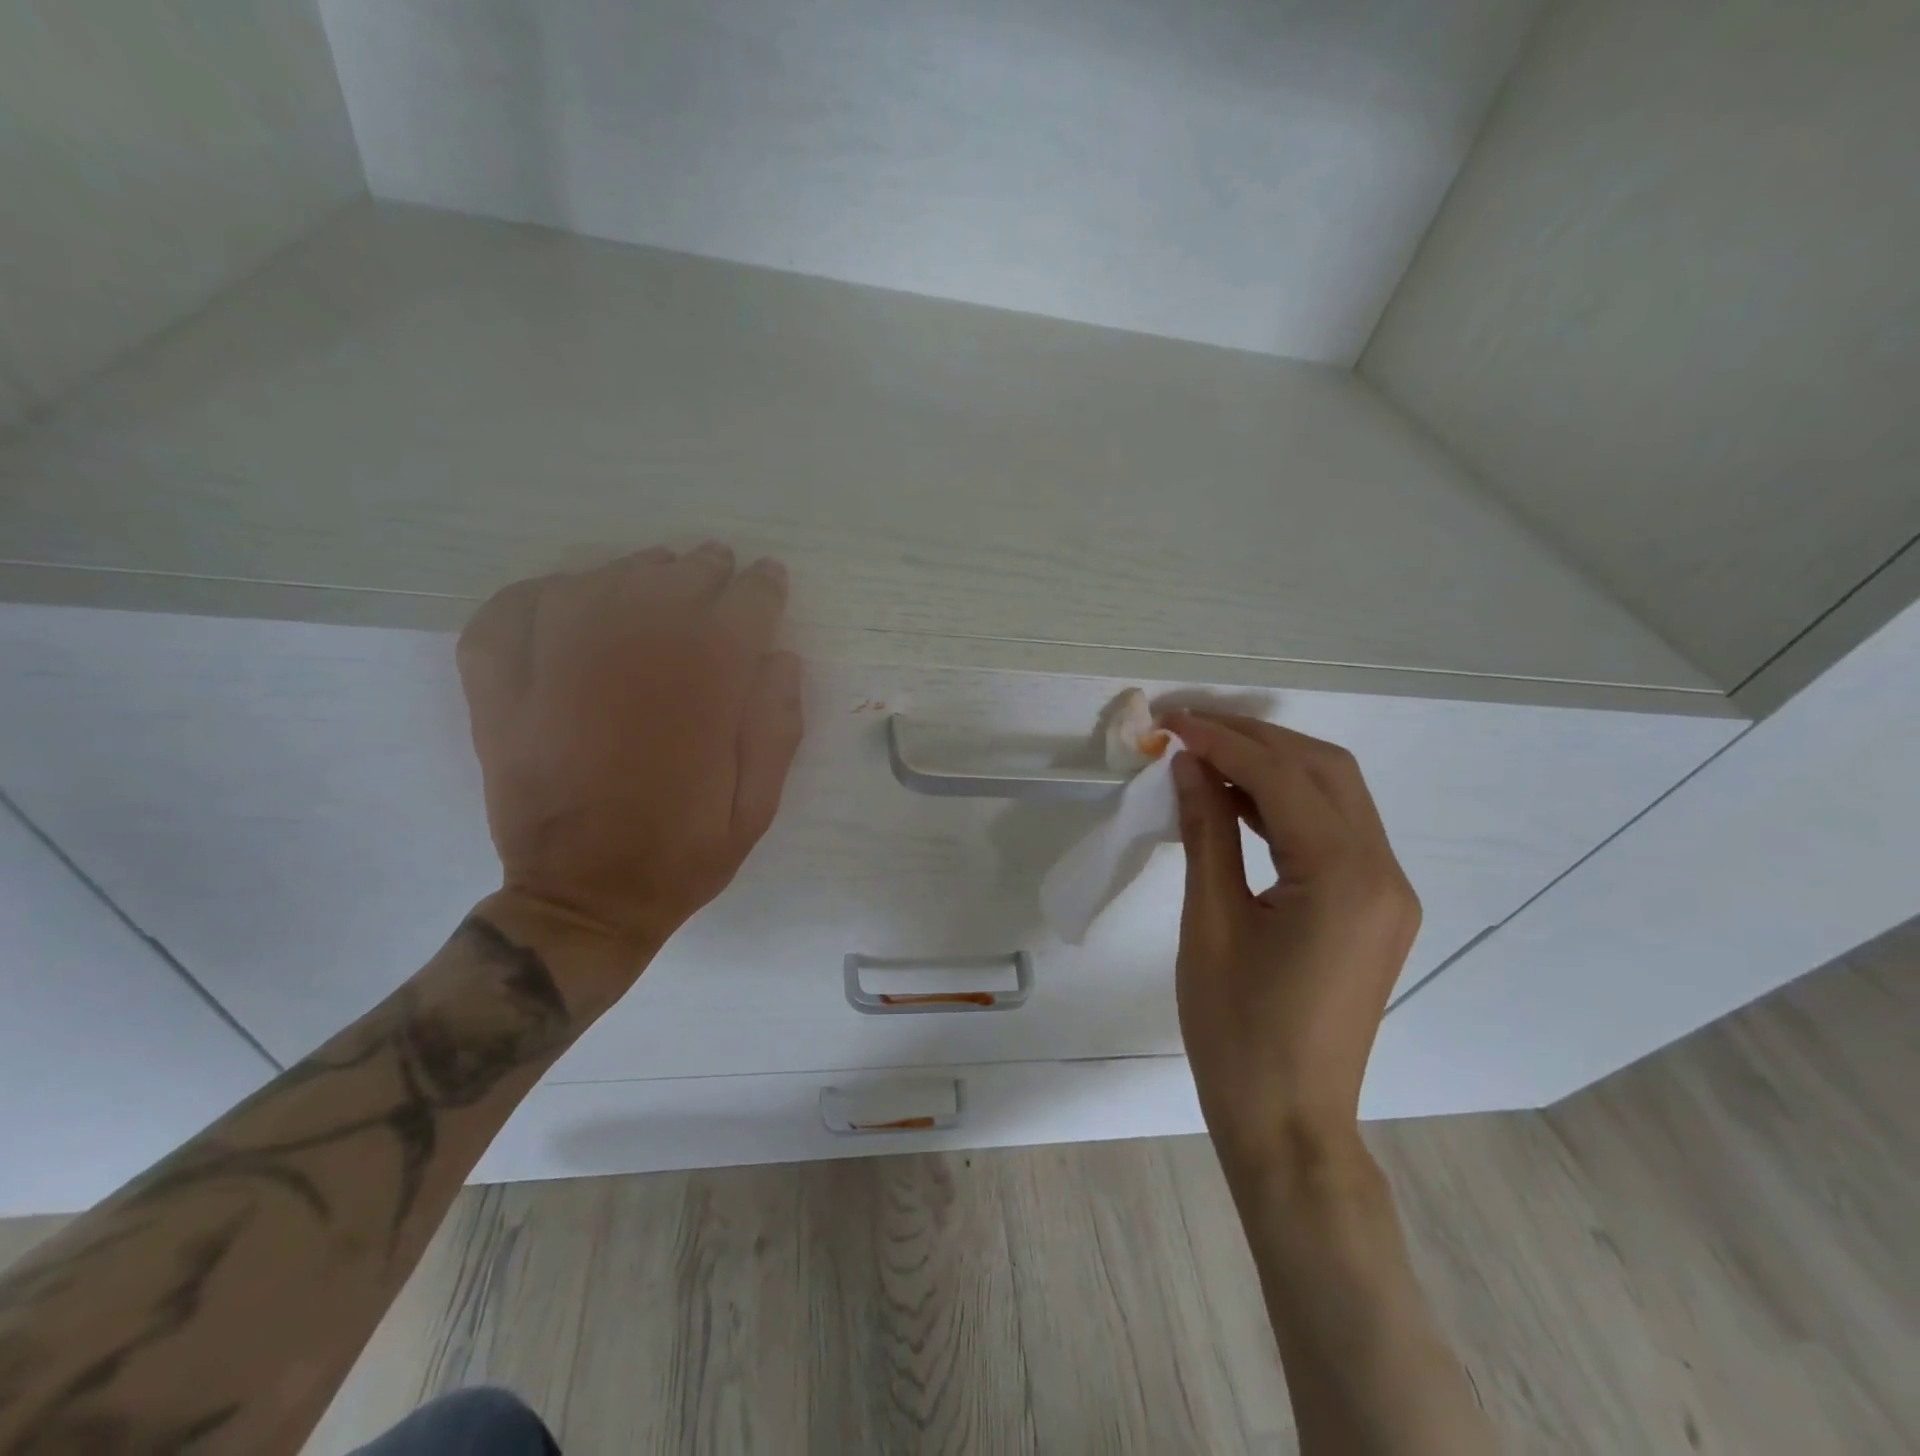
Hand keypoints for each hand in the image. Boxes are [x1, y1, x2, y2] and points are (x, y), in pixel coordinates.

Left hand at [456, 543, 803, 961]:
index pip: (741, 611)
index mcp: (699, 695)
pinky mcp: (501, 695)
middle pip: (671, 584)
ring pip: (597, 585)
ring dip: (635, 569)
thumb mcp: (757, 807)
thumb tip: (780, 657)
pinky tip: (564, 594)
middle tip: (717, 565)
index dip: (761, 588)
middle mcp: (629, 666)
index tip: (769, 577)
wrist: (583, 901)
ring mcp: (554, 675)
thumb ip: (776, 728)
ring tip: (657, 569)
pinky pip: (508, 616)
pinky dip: (536, 594)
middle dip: (704, 568)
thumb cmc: (682, 855)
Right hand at [1167, 711, 1419, 1177]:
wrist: (1289, 1121)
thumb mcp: (1210, 922)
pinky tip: (1237, 799)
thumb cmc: (1236, 1030)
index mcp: (1345, 877)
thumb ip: (1206, 831)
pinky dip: (1286, 804)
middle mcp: (1384, 872)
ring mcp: (1387, 891)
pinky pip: (1334, 831)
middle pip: (1324, 770)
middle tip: (1188, 727)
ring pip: (1335, 795)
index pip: (1282, 777)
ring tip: (1205, 753)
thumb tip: (1188, 765)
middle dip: (1253, 738)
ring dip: (1272, 765)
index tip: (1170, 721)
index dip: (1222, 740)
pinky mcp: (1375, 908)